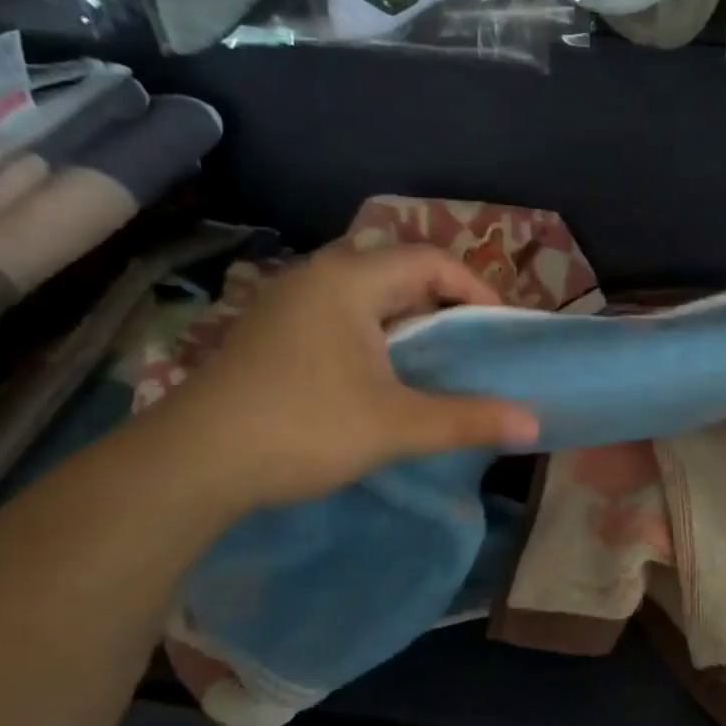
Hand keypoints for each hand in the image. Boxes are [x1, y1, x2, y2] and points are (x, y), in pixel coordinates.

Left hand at [146, 243, 538, 512]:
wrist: (190, 465)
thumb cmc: (301, 428)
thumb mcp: (396, 425)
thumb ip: (468, 420)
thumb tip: (534, 425)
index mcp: (348, 281)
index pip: (431, 261)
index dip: (476, 290)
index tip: (500, 330)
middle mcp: (317, 278)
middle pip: (399, 273)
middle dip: (445, 306)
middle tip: (475, 347)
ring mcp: (288, 305)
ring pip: (368, 298)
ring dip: (410, 324)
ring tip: (439, 363)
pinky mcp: (272, 335)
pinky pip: (342, 319)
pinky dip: (377, 338)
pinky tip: (384, 379)